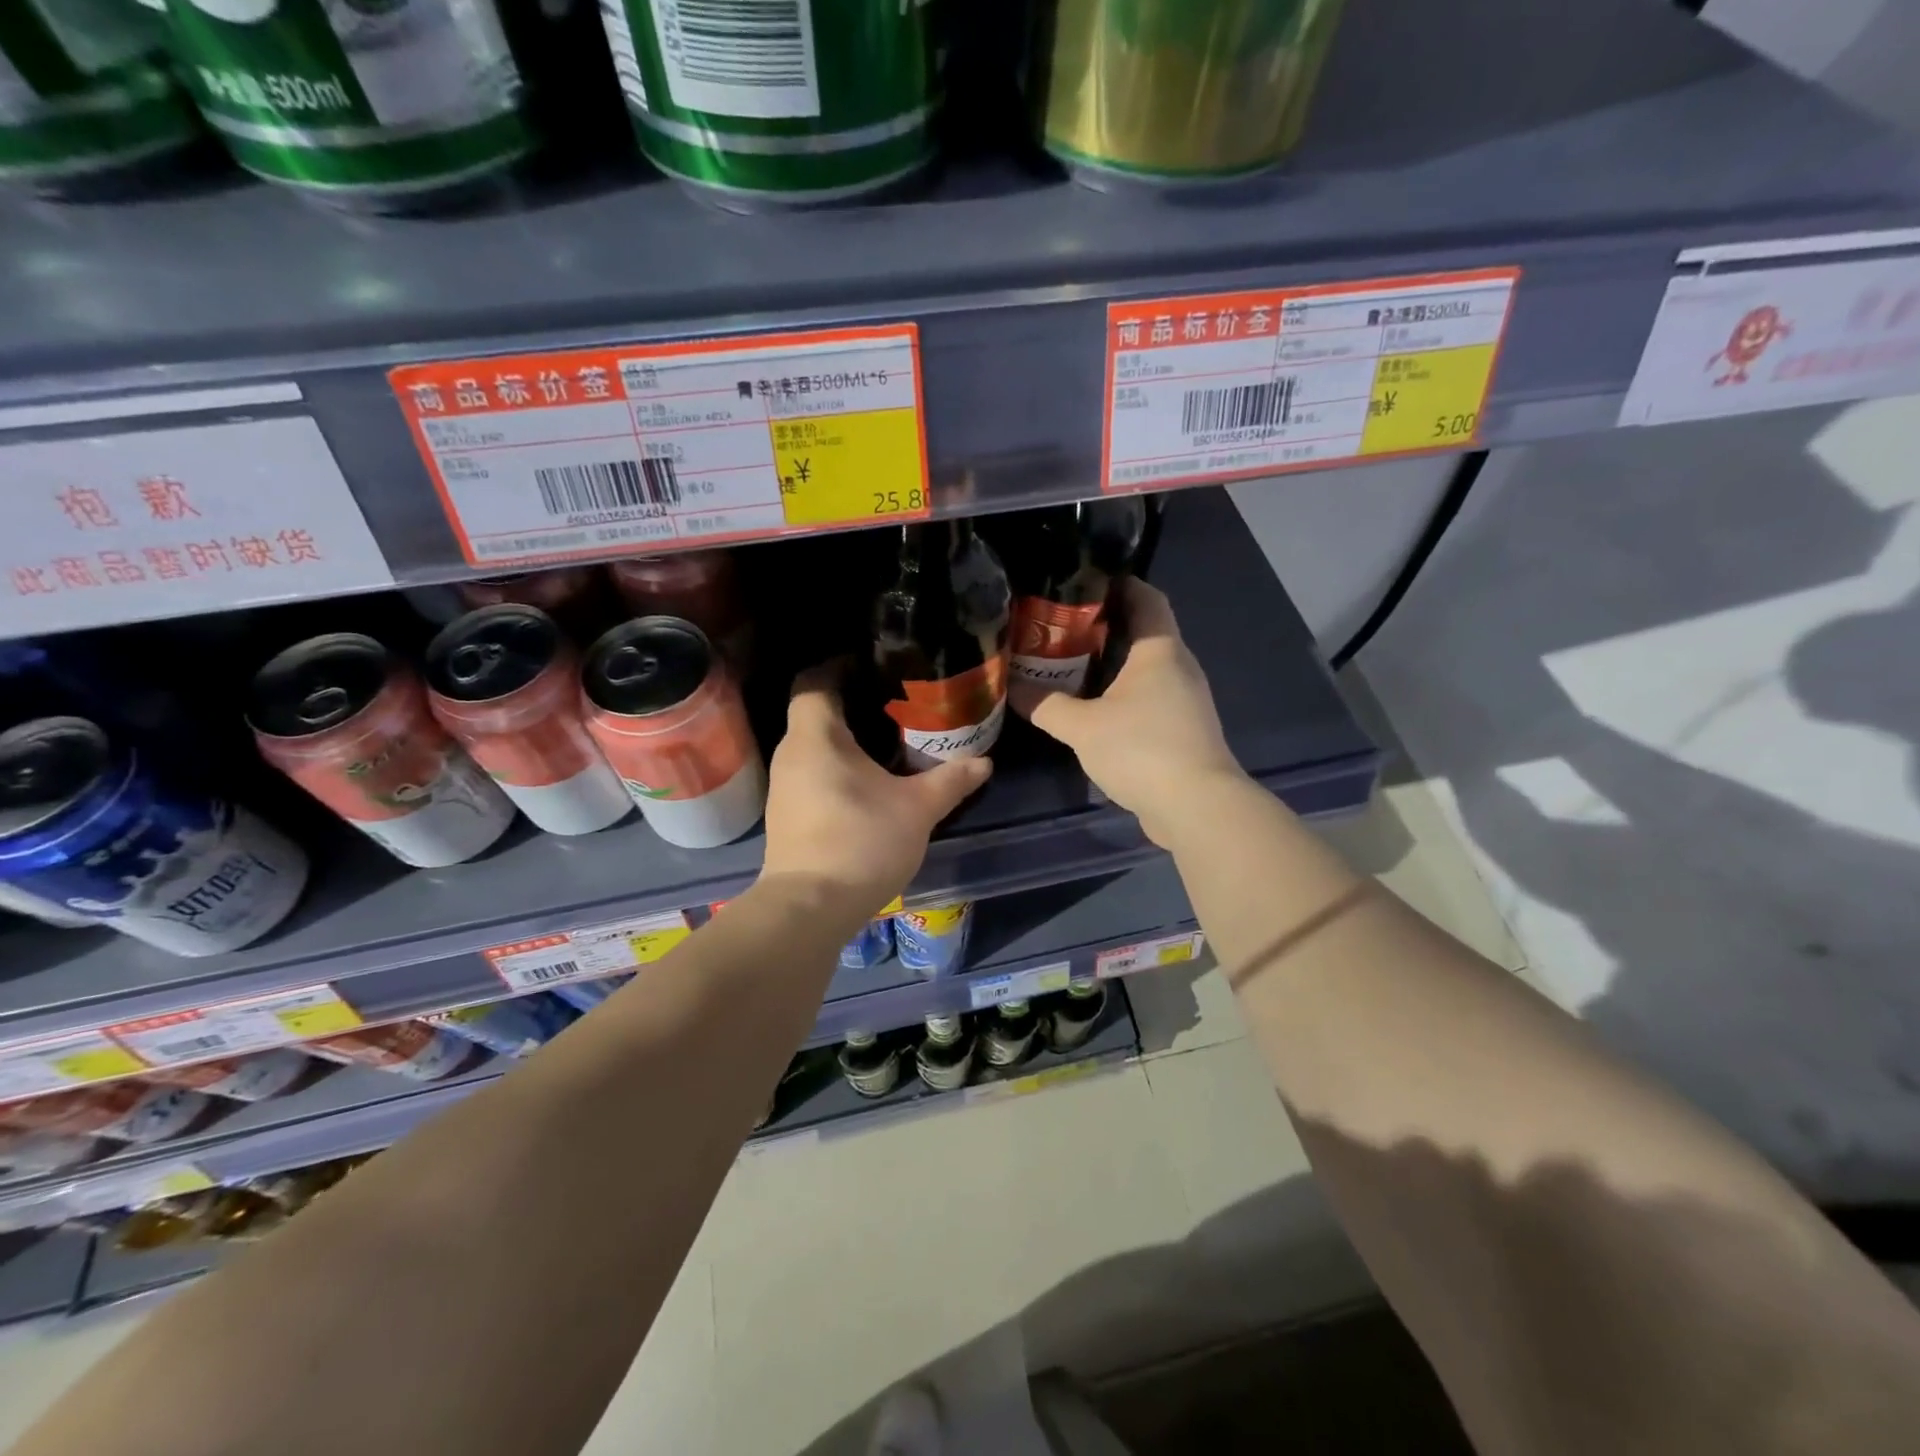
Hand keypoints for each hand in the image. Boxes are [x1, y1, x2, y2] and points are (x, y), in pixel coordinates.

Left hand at [761, 666, 990, 921]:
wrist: (810, 908)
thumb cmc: (861, 842)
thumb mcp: (917, 809)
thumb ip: (951, 780)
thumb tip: (984, 761)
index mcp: (816, 736)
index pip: (814, 680)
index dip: (840, 666)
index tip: (876, 667)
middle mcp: (792, 754)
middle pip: (815, 712)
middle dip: (853, 704)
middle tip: (896, 704)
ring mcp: (784, 786)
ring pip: (814, 746)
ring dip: (846, 741)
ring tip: (888, 742)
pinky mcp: (787, 815)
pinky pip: (812, 773)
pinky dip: (836, 768)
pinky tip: (868, 783)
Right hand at [1012, 578, 1247, 848]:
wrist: (1196, 807)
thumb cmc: (1141, 749)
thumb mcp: (1082, 727)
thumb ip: (1045, 705)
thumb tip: (1010, 687)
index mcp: (1160, 650)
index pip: (1146, 597)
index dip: (1119, 583)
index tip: (1083, 581)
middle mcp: (1179, 667)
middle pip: (1144, 631)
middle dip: (1105, 626)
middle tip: (1061, 625)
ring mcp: (1185, 700)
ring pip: (1146, 668)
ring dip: (1113, 664)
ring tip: (1070, 663)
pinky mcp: (1183, 730)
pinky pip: (1150, 697)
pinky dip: (1124, 694)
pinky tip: (1095, 707)